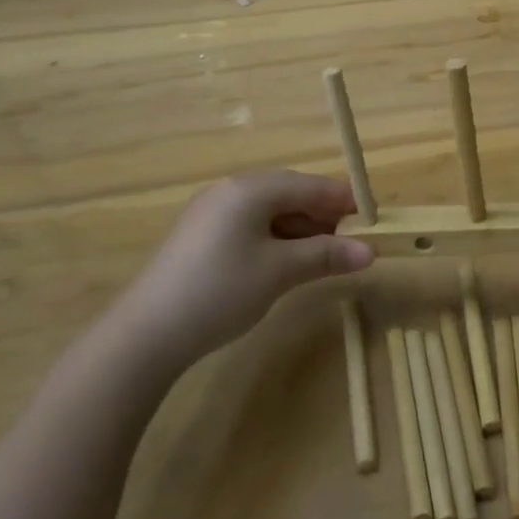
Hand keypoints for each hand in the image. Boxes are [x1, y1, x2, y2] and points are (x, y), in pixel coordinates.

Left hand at [106, 171, 374, 372]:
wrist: (145, 334)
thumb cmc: (220, 291)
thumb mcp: (280, 272)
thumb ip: (326, 256)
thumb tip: (370, 252)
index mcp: (251, 189)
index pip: (310, 184)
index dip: (344, 201)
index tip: (373, 222)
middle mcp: (231, 190)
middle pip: (290, 193)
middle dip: (323, 217)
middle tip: (351, 244)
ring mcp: (212, 212)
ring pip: (270, 211)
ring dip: (301, 230)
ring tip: (324, 257)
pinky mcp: (201, 235)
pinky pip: (250, 225)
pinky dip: (276, 239)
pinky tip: (286, 263)